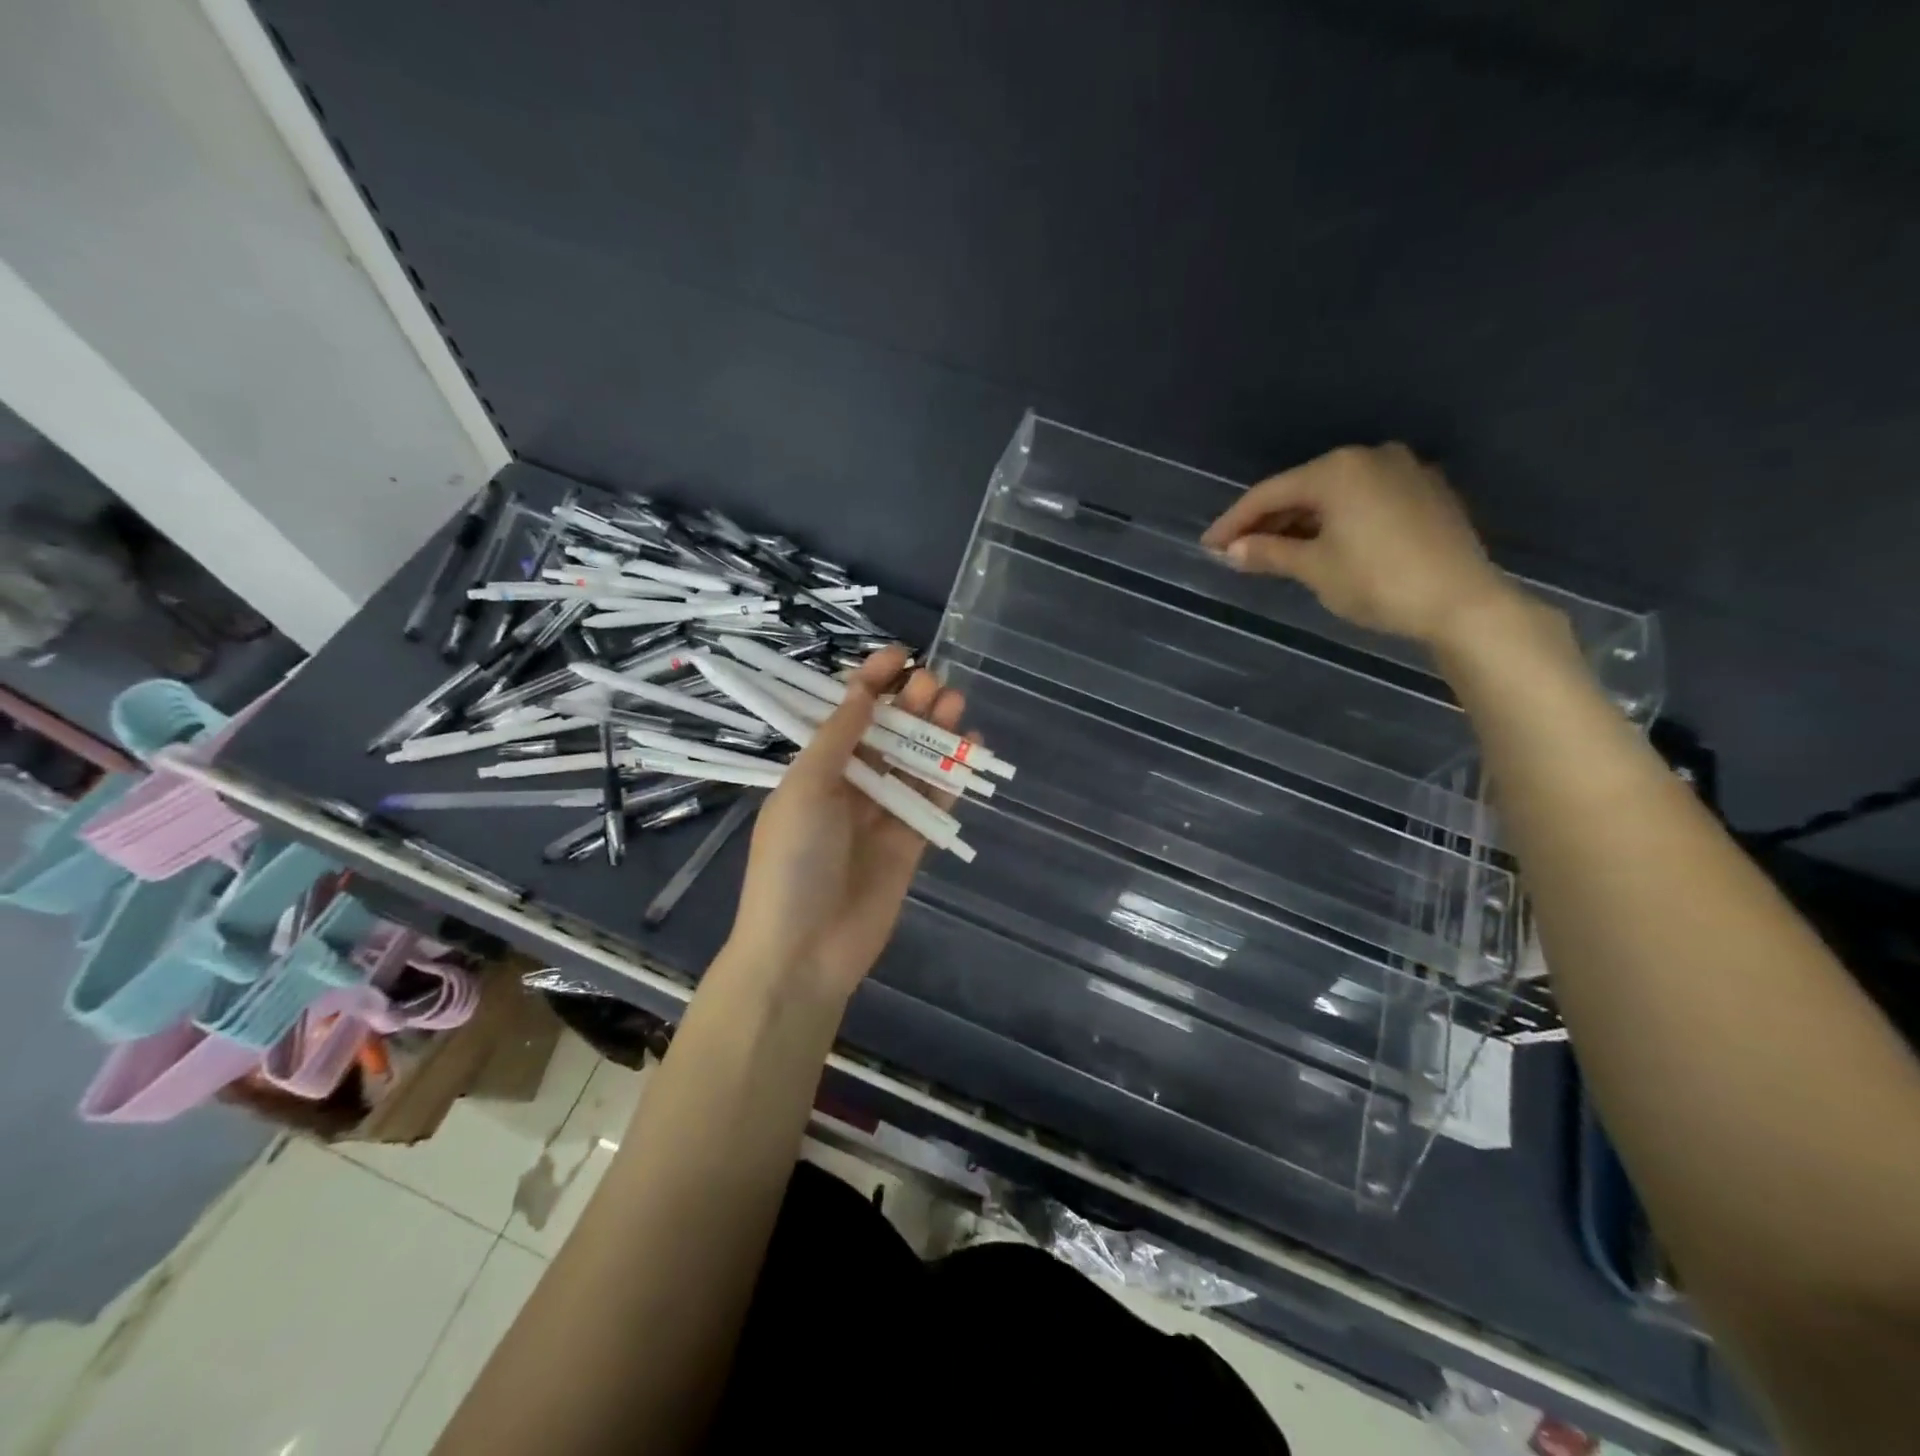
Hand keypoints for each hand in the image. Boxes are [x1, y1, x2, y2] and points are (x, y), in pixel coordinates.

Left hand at [725, 646, 966, 999]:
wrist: (804, 950)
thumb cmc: (793, 860)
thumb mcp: (806, 788)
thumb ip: (839, 738)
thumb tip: (864, 689)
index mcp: (814, 770)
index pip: (846, 715)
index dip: (870, 683)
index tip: (898, 655)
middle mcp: (848, 787)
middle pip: (885, 736)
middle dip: (909, 705)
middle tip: (935, 682)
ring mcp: (880, 816)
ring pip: (913, 764)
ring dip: (934, 733)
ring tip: (956, 703)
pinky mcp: (909, 845)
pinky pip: (933, 801)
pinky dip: (950, 775)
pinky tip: (970, 747)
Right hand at [1199, 443, 1517, 648]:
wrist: (1462, 602)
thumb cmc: (1377, 582)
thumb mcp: (1314, 569)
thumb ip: (1268, 554)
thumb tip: (1231, 551)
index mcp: (1337, 470)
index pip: (1269, 493)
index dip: (1233, 521)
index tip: (1207, 545)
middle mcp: (1370, 457)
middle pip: (1302, 489)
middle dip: (1267, 521)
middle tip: (1236, 551)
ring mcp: (1404, 471)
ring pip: (1334, 494)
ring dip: (1300, 522)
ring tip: (1272, 551)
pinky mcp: (1426, 492)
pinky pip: (1364, 500)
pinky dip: (1335, 520)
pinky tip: (1320, 544)